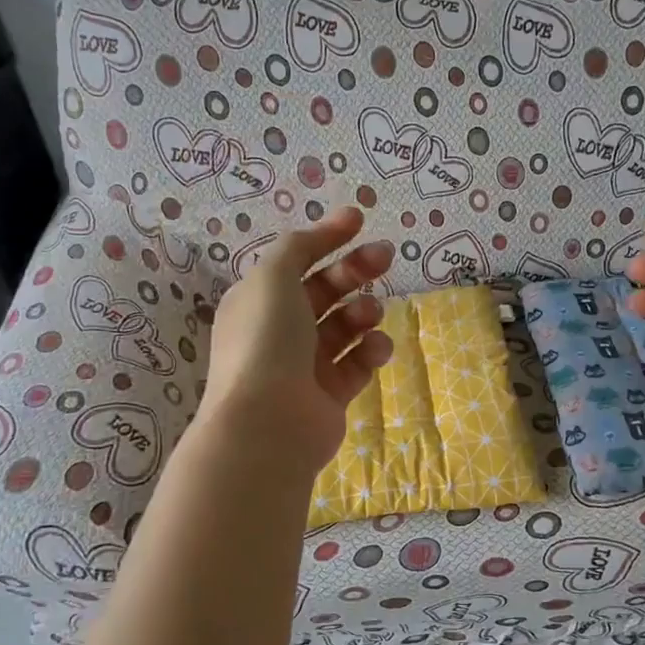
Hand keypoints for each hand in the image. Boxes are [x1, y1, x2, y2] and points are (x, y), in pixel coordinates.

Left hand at [200, 207, 395, 472]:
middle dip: (355, 270)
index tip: (360, 221)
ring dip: (363, 311)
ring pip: (344, 326)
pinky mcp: (331, 394)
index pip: (297, 260)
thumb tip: (324, 229)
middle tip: (385, 256)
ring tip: (370, 314)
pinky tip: (375, 347)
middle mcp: (280, 330)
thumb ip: (298, 246)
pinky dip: (370, 350)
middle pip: (325, 290)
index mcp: (259, 300)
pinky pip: (357, 362)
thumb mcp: (273, 277)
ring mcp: (305, 364)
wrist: (268, 423)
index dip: (328, 238)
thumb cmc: (266, 340)